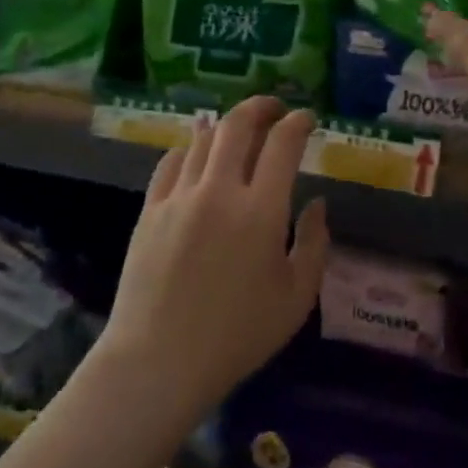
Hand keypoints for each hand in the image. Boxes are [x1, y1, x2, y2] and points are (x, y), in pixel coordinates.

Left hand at [103, 97, 328, 413]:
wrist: (159, 360)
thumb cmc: (238, 335)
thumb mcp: (296, 298)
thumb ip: (315, 243)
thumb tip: (317, 203)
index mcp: (261, 211)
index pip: (283, 144)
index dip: (298, 123)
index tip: (307, 118)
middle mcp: (219, 191)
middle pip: (237, 125)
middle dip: (260, 107)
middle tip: (274, 109)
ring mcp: (178, 197)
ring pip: (203, 139)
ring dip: (226, 127)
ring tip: (239, 133)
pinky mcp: (150, 210)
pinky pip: (172, 162)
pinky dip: (191, 150)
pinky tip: (198, 158)